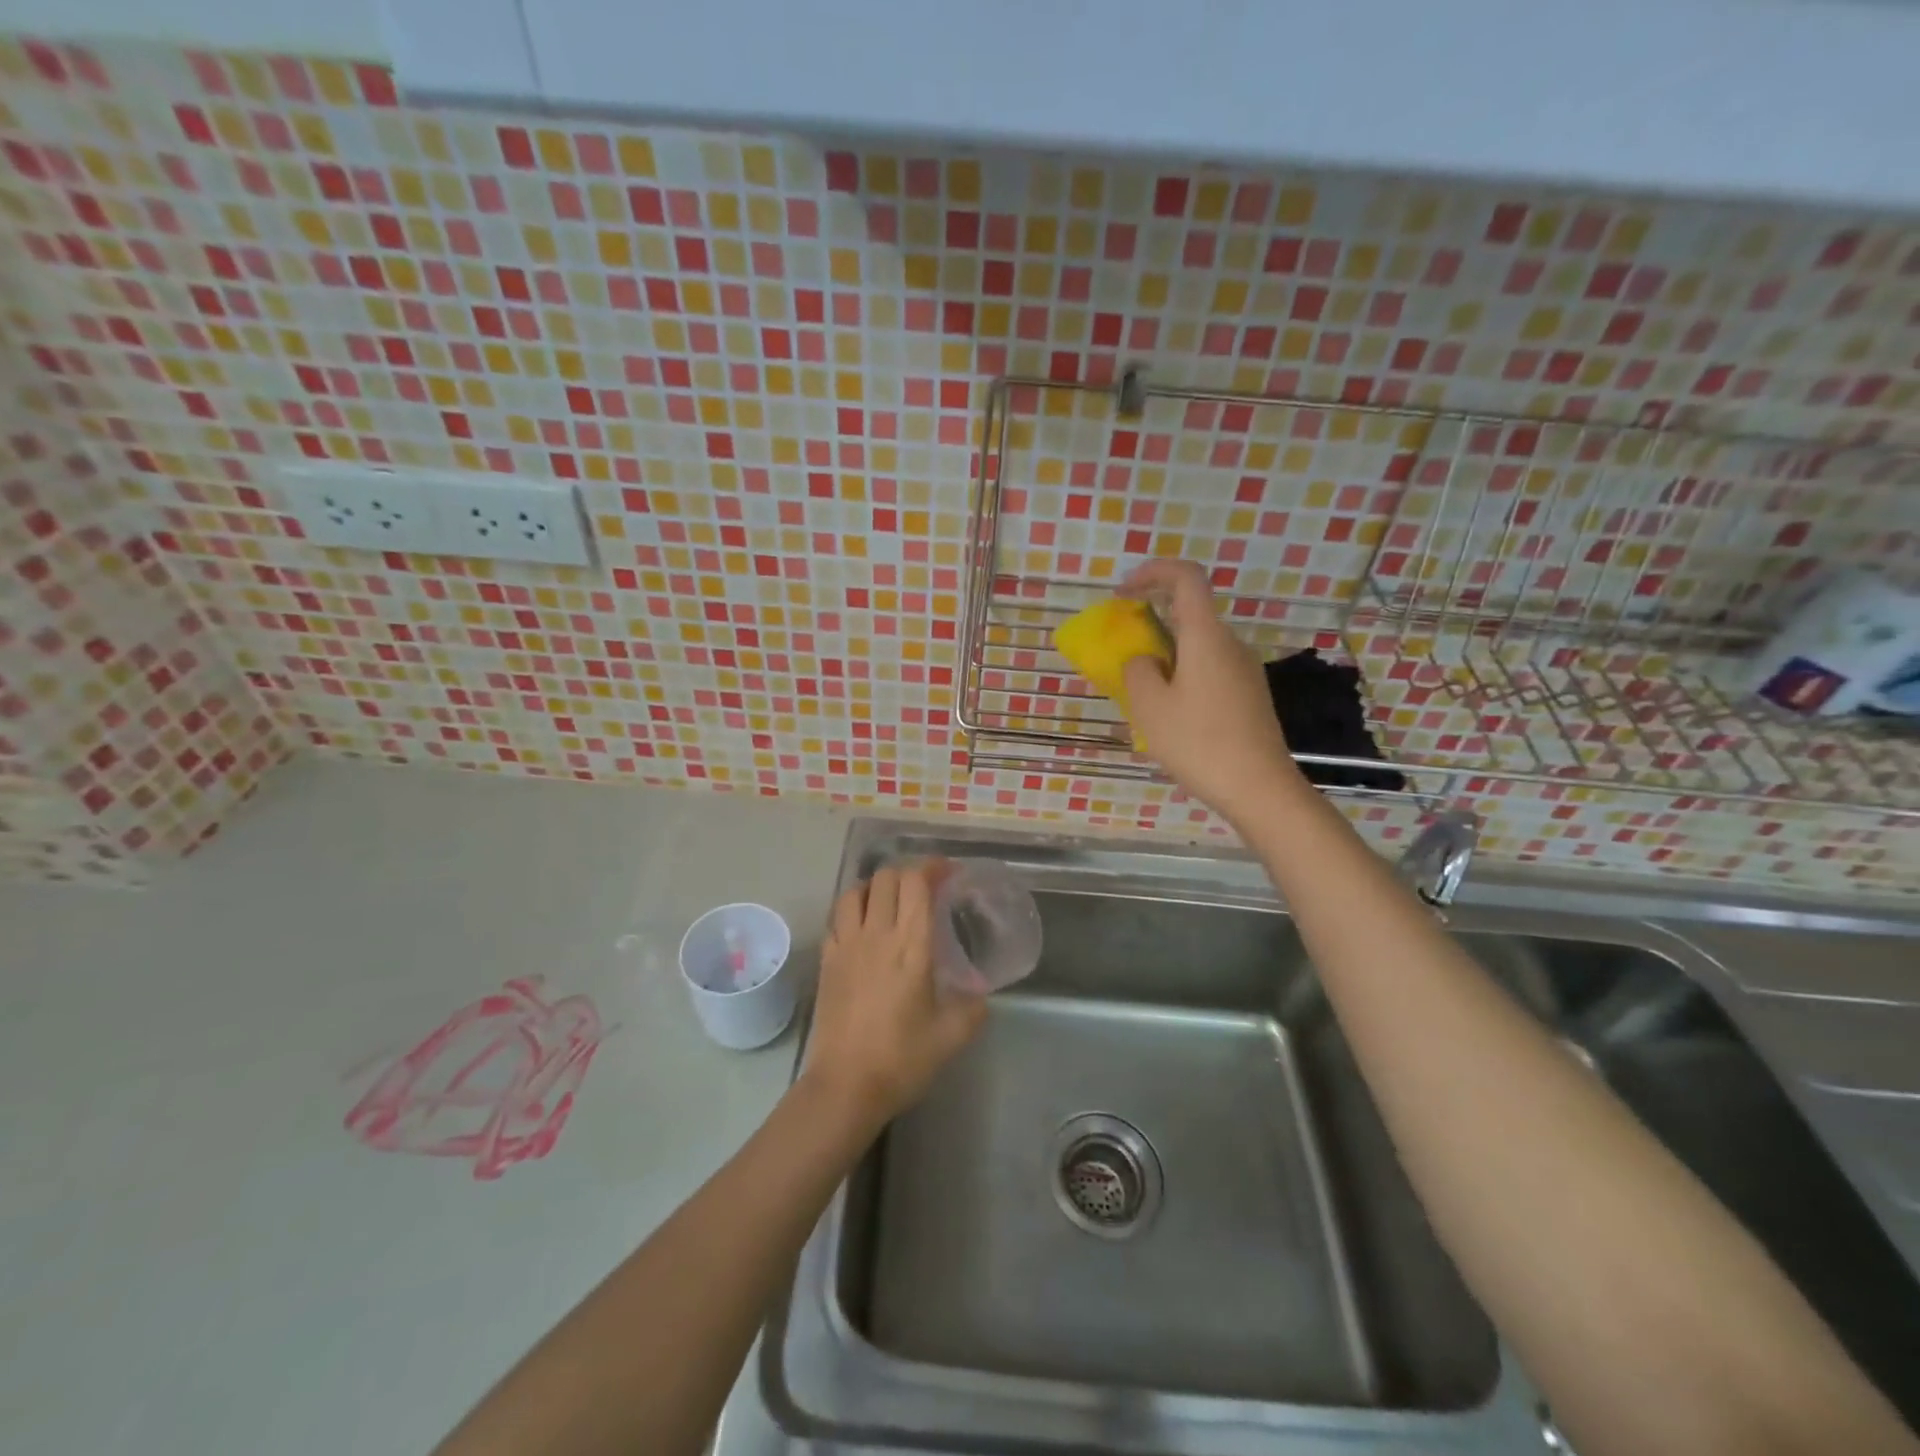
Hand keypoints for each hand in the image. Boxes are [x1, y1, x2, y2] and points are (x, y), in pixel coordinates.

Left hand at [802, 862, 986, 1131]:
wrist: (845, 1086)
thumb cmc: (902, 1059)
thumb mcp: (952, 1036)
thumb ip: (973, 1007)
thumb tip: (980, 994)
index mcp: (911, 946)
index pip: (917, 883)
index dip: (933, 867)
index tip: (948, 872)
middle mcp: (877, 934)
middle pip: (886, 877)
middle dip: (908, 873)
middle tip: (924, 888)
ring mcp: (846, 945)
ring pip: (855, 891)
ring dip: (875, 887)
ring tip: (890, 901)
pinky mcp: (826, 961)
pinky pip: (837, 918)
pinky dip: (852, 910)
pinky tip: (863, 928)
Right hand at [1120, 559, 1303, 820]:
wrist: (1259, 788)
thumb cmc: (1199, 742)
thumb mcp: (1149, 707)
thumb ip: (1136, 670)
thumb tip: (1144, 660)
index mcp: (1206, 636)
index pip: (1186, 578)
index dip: (1153, 572)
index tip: (1124, 592)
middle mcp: (1230, 644)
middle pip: (1190, 615)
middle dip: (1152, 625)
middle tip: (1123, 655)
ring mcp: (1245, 671)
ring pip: (1198, 648)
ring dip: (1166, 658)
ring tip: (1143, 698)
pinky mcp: (1250, 695)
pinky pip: (1209, 671)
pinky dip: (1183, 677)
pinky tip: (1171, 718)